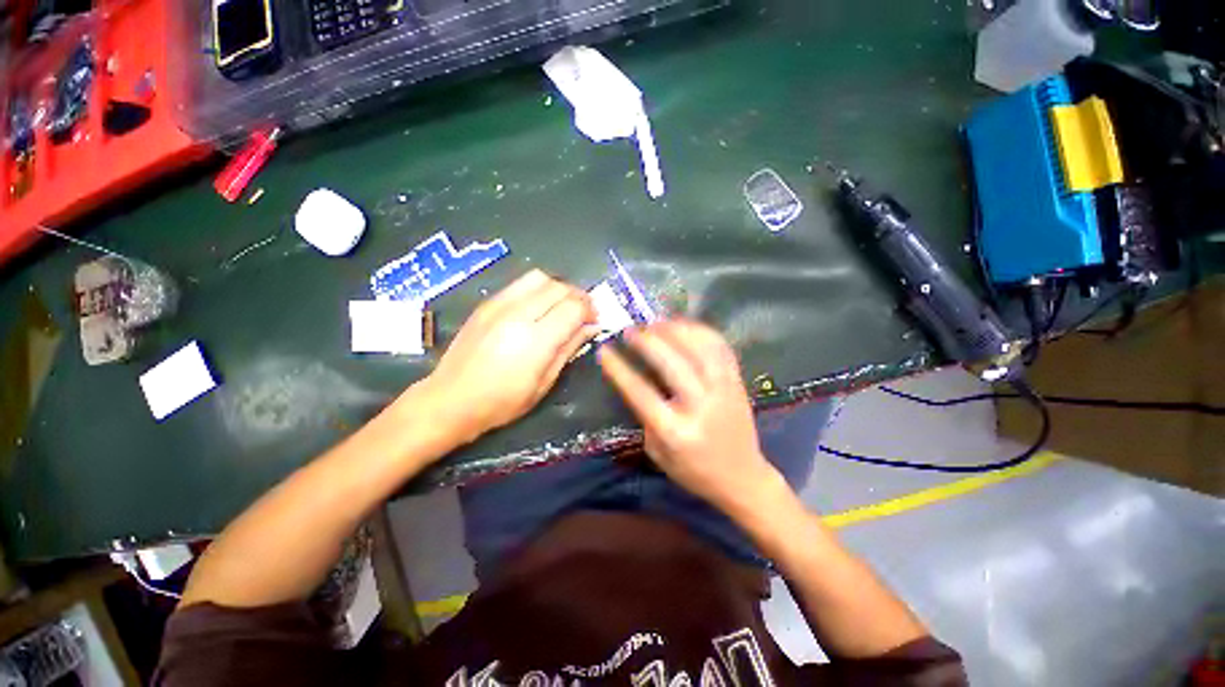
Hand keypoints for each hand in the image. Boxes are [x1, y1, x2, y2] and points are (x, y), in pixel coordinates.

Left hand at [418, 270, 598, 443]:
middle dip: (578, 296)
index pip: (574, 307)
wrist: (450, 399)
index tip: (594, 320)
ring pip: (539, 278)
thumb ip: (569, 348)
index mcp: (535, 340)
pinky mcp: (486, 303)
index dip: (590, 310)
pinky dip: (537, 289)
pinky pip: (520, 284)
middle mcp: (518, 314)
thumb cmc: (502, 402)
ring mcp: (498, 305)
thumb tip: (591, 327)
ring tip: (561, 307)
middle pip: (559, 287)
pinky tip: (538, 308)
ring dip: (558, 288)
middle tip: (583, 313)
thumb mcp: (544, 383)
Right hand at [598, 320, 785, 514]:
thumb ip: (646, 416)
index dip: (619, 369)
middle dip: (647, 341)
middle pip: (671, 363)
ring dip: (674, 330)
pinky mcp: (737, 382)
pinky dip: (701, 331)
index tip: (605, 350)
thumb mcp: (658, 452)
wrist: (742, 478)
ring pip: (699, 349)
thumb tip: (637, 378)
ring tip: (655, 323)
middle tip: (630, 330)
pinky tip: (684, 326)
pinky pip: (720, 347)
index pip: (641, 392)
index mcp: (676, 431)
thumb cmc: (693, 470)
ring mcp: (723, 391)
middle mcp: (701, 406)